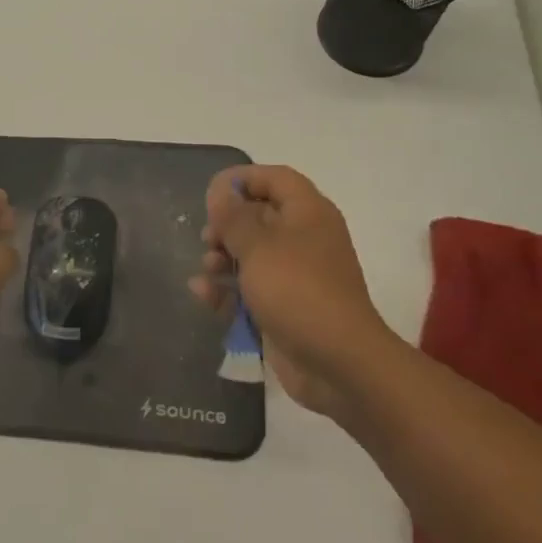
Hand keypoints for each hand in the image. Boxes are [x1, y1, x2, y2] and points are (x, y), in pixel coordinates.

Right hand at [188, 165, 391, 418]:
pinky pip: (250, 289)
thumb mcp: (257, 246)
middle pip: (259, 217)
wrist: (338, 363)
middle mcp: (304, 239)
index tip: (212, 193)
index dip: (244, 179)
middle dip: (227, 225)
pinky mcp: (284, 308)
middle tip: (208, 237)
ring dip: (223, 258)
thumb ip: (233, 216)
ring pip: (251, 255)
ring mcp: (295, 276)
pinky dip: (227, 290)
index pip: (276, 179)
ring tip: (208, 269)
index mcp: (308, 213)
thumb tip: (220, 190)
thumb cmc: (297, 290)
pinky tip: (203, 294)